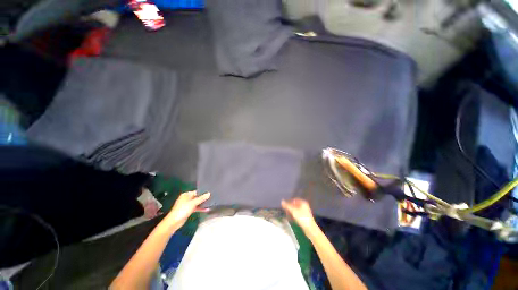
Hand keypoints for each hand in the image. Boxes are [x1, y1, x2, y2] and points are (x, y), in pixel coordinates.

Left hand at [163, 191, 210, 230]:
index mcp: (186, 195)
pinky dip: (200, 208)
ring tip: (211, 203)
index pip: (196, 191)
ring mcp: (187, 205)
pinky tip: (206, 210)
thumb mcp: (193, 203)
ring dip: (202, 204)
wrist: (174, 222)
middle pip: (197, 197)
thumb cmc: (183, 210)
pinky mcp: (188, 210)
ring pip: (196, 203)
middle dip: (203, 198)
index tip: (210, 193)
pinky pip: (196, 208)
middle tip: (212, 198)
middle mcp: (187, 199)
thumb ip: (201, 198)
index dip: (203, 192)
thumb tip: (209, 193)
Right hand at [281, 198, 316, 232]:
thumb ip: (287, 206)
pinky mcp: (305, 217)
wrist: (310, 229)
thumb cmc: (302, 218)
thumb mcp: (293, 211)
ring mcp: (305, 211)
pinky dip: (294, 215)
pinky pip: (298, 214)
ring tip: (287, 215)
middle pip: (295, 204)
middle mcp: (304, 206)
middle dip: (289, 207)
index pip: (294, 199)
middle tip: (285, 210)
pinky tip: (291, 218)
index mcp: (303, 202)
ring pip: (296, 209)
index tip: (284, 205)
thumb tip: (282, 201)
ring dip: (291, 211)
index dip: (288, 201)